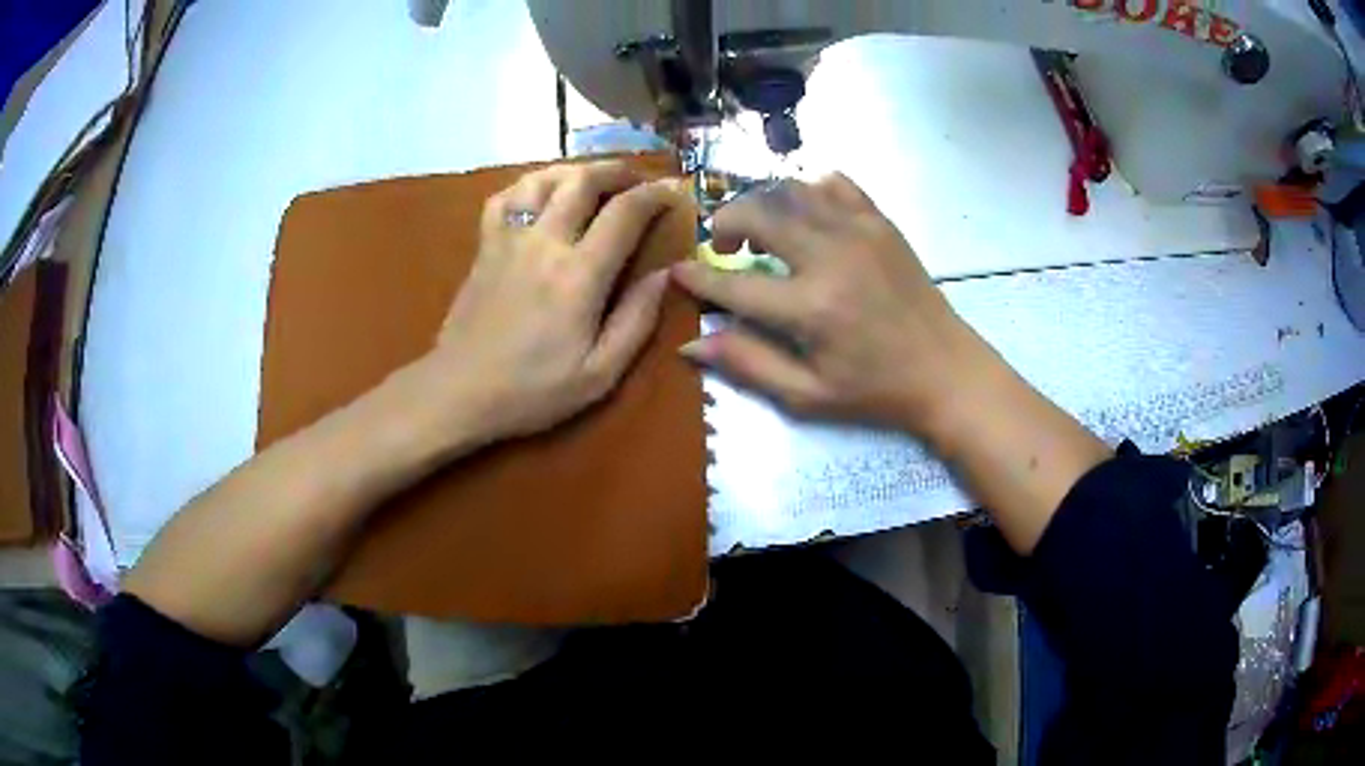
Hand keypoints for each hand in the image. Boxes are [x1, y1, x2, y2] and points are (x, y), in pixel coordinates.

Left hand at [418, 160, 688, 442]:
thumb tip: (665, 275)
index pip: (624, 213)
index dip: (655, 195)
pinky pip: (505, 196)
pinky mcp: (485, 246)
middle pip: (583, 181)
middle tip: (639, 179)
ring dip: (575, 171)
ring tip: (593, 180)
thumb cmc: (532, 390)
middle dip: (618, 171)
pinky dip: (529, 185)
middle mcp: (544, 243)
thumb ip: (636, 320)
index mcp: (579, 275)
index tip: (675, 191)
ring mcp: (509, 239)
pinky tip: (541, 196)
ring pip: (543, 179)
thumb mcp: (600, 374)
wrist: (460, 391)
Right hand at [672, 174, 996, 444]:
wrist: (946, 370)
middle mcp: (831, 257)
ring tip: (760, 229)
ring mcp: (860, 231)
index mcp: (811, 308)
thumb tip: (691, 343)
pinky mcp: (881, 223)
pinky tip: (805, 213)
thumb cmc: (875, 390)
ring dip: (763, 203)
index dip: (698, 277)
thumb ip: (749, 364)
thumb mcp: (808, 395)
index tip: (677, 271)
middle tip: (723, 246)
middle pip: (759, 214)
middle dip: (726, 222)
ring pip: (792, 190)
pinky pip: (836, 184)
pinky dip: (810, 190)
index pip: (734, 284)